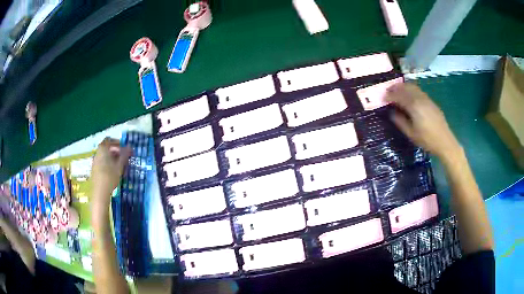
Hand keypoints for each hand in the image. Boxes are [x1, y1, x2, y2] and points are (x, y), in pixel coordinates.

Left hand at [91, 138, 131, 207]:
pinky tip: (114, 172)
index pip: (110, 140)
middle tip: (124, 157)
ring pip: (105, 156)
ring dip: (112, 158)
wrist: (100, 192)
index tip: (124, 148)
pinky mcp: (94, 169)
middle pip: (107, 148)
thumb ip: (124, 155)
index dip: (118, 142)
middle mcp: (97, 153)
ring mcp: (95, 161)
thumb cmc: (110, 176)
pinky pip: (102, 162)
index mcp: (103, 149)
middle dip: (116, 151)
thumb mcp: (119, 166)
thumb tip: (130, 147)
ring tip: (120, 166)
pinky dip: (108, 163)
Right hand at [385, 83, 460, 159]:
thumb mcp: (411, 134)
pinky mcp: (430, 101)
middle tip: (387, 91)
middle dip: (395, 88)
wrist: (445, 141)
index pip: (398, 96)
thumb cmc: (427, 140)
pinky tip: (408, 94)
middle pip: (405, 88)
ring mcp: (426, 98)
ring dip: (403, 87)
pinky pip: (418, 90)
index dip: (389, 96)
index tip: (382, 97)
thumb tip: (391, 113)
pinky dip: (410, 89)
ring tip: (396, 90)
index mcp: (414, 106)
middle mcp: (420, 99)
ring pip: (412, 87)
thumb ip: (400, 121)